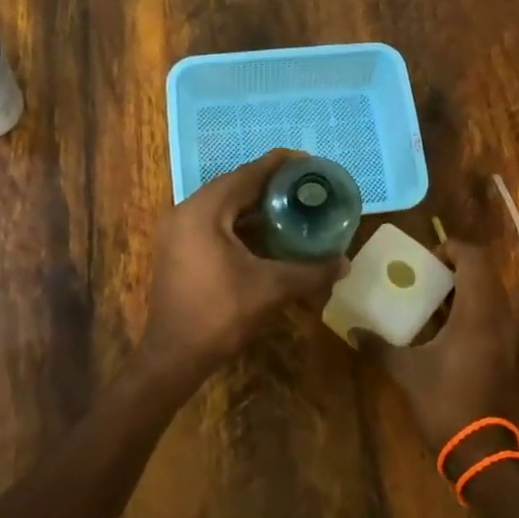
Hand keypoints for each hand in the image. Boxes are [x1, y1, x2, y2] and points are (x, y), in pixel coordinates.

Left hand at [134, 150, 345, 397]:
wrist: (174, 356)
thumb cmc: (220, 314)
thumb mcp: (271, 289)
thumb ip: (310, 271)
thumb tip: (345, 263)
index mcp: (203, 211)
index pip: (246, 175)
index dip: (278, 165)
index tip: (307, 161)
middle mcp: (185, 212)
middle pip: (233, 187)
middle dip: (269, 185)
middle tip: (304, 186)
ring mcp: (176, 231)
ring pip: (221, 206)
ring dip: (253, 205)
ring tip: (290, 207)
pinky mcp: (176, 249)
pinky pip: (212, 223)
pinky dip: (238, 223)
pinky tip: (265, 234)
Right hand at [355, 240, 518, 463]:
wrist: (481, 448)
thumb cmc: (444, 401)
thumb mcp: (406, 371)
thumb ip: (379, 346)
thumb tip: (353, 331)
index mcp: (476, 313)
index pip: (474, 259)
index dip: (453, 248)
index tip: (428, 257)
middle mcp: (497, 317)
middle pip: (486, 272)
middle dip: (458, 265)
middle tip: (428, 273)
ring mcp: (506, 335)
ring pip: (492, 293)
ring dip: (466, 286)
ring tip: (434, 296)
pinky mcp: (506, 351)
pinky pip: (493, 313)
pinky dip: (473, 307)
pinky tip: (445, 325)